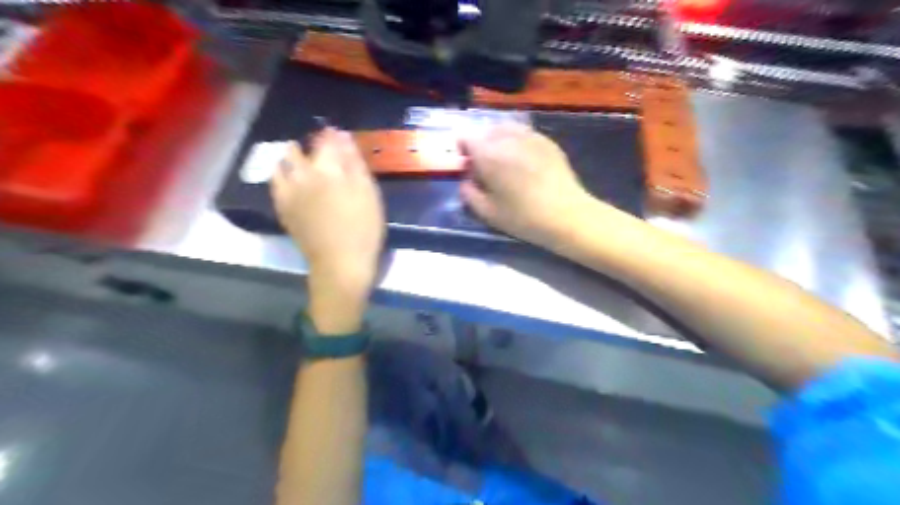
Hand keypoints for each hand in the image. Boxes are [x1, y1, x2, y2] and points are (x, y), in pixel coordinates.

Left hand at [269, 128, 383, 329]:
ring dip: (291, 158)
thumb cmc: (363, 228)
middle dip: (309, 146)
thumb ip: (354, 162)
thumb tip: (341, 135)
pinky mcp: (282, 208)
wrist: (340, 263)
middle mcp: (301, 175)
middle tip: (325, 155)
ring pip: (281, 163)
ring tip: (304, 164)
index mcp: (326, 169)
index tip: (339, 136)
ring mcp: (288, 192)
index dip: (332, 136)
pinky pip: (275, 183)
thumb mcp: (368, 193)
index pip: (325, 140)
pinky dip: (281, 175)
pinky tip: (291, 180)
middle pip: (297, 149)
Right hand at [463, 121, 602, 246]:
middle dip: (482, 145)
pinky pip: (525, 134)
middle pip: (486, 131)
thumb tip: (466, 180)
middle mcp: (507, 138)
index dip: (463, 151)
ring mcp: (530, 136)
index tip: (467, 166)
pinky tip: (525, 163)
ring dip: (500, 141)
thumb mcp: (487, 212)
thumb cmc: (522, 217)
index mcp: (488, 154)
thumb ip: (468, 193)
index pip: (466, 138)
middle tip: (486, 167)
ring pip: (506, 129)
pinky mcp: (547, 141)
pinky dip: (518, 143)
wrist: (566, 215)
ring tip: (505, 162)